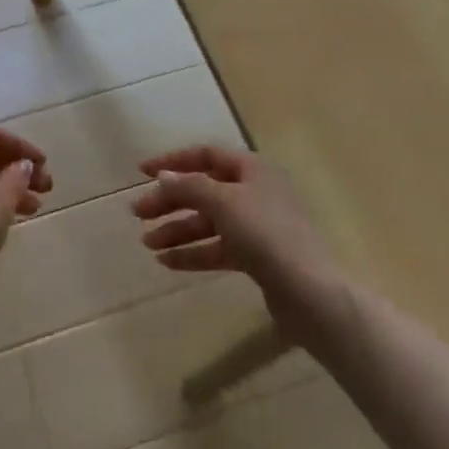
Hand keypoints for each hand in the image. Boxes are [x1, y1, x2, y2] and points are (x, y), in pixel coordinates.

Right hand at [131, 146, 345, 340]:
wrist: (311, 293)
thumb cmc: (266, 234)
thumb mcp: (223, 202)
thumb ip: (189, 186)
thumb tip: (163, 176)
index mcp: (251, 168)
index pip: (204, 155)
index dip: (172, 161)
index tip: (141, 172)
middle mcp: (255, 192)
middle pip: (203, 190)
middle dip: (169, 201)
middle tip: (138, 213)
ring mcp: (257, 227)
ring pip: (208, 222)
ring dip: (177, 230)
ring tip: (147, 243)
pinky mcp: (258, 258)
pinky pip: (218, 248)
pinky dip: (193, 252)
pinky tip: (167, 262)